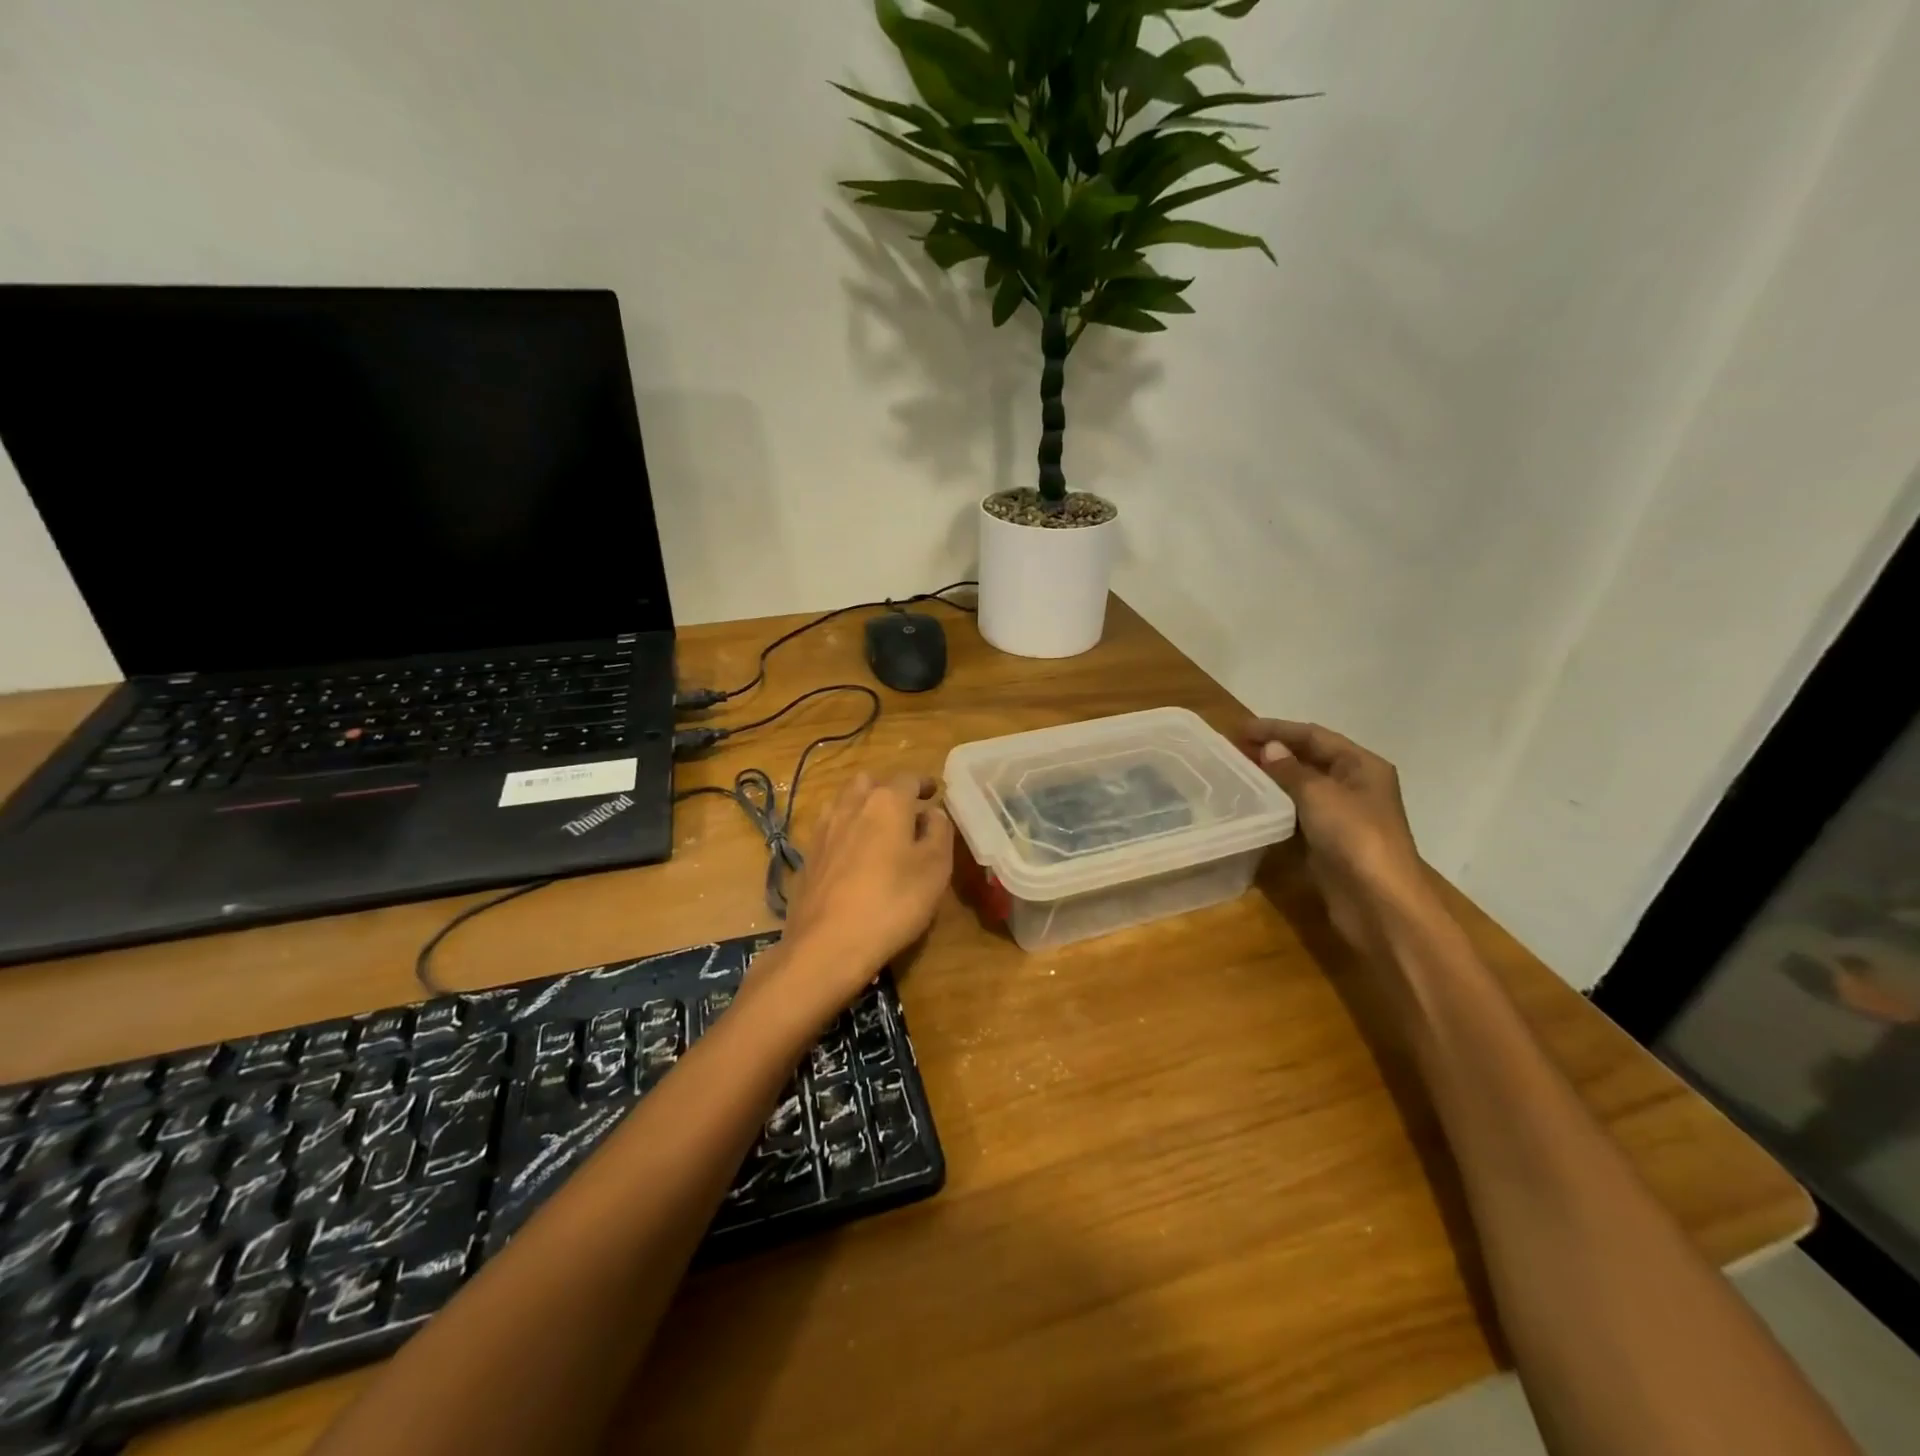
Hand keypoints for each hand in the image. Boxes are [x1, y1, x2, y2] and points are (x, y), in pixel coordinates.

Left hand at [774, 772, 954, 1013]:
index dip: (925, 783)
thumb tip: (933, 814)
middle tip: (905, 810)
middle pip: (869, 782)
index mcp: (886, 802)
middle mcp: (850, 805)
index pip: (909, 778)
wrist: (826, 945)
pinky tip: (852, 855)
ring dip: (862, 806)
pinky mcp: (807, 856)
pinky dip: (844, 831)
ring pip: (843, 802)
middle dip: (888, 789)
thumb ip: (939, 832)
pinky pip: (829, 829)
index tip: (935, 792)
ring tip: (877, 829)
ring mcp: (823, 830)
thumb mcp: (935, 868)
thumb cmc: (892, 902)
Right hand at [1239, 720, 1436, 954]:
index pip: (1314, 736)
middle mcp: (1356, 785)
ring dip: (1273, 777)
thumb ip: (1290, 769)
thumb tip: (1269, 748)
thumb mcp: (1319, 794)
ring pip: (1303, 786)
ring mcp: (1343, 815)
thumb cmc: (1354, 837)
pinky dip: (1277, 804)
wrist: (1378, 901)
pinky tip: (1254, 803)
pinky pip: (1299, 812)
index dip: (1276, 729)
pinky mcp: (1329, 841)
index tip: (1239, 729)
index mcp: (1362, 766)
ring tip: (1237, 771)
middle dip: (1274, 751)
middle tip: (1234, 748)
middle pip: (1310, 758)